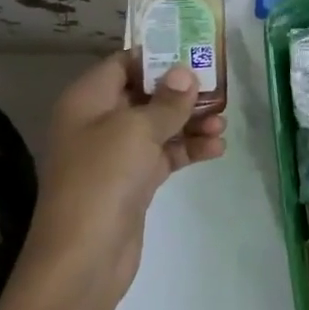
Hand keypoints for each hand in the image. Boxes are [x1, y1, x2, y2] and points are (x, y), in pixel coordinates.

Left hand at [25, 51, 226, 298]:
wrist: (84, 256)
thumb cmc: (103, 178)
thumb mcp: (137, 130)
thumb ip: (167, 100)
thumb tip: (185, 72)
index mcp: (88, 100)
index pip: (123, 64)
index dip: (157, 57)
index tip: (194, 53)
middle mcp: (98, 122)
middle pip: (145, 94)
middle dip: (182, 92)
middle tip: (220, 89)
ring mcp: (116, 154)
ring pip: (158, 126)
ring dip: (190, 122)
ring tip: (223, 124)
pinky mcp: (132, 182)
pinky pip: (164, 155)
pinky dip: (187, 149)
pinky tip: (216, 148)